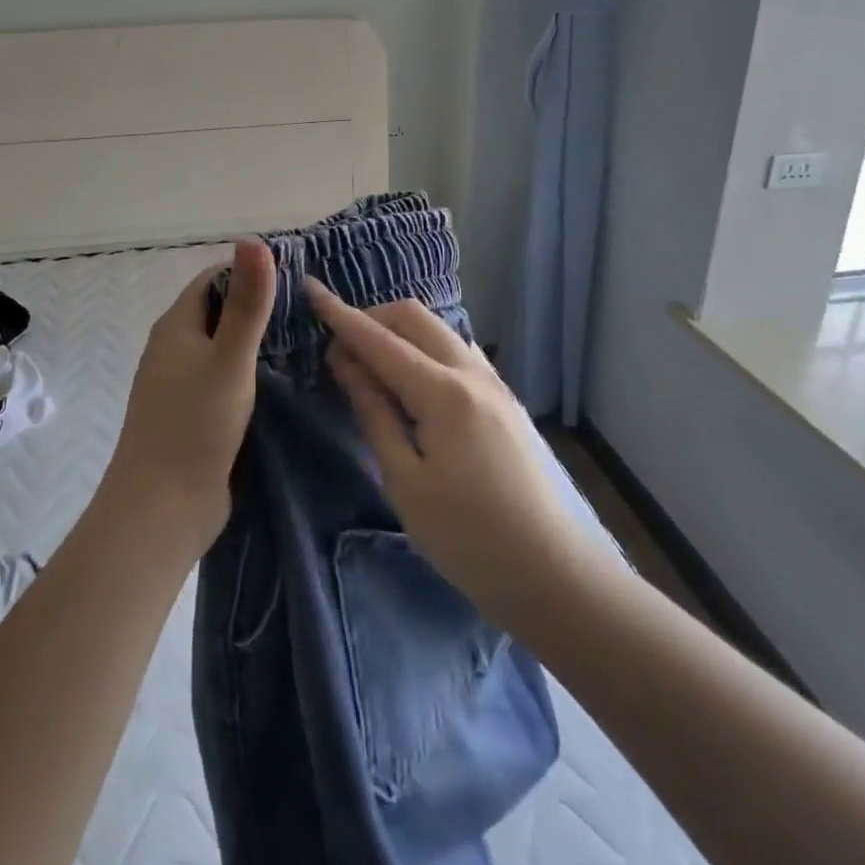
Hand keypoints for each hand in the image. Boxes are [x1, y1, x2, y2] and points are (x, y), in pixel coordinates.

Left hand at [102, 240, 276, 549]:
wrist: (161, 511)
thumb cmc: (194, 426)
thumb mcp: (229, 358)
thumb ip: (247, 303)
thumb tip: (252, 239)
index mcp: (175, 326)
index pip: (213, 279)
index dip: (249, 271)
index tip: (295, 276)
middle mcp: (174, 349)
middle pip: (218, 312)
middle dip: (258, 306)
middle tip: (310, 310)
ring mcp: (181, 385)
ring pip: (223, 348)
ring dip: (256, 342)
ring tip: (307, 341)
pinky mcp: (193, 416)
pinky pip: (225, 380)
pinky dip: (251, 374)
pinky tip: (283, 382)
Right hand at [305, 281, 580, 631]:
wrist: (556, 576)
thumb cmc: (469, 539)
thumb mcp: (405, 481)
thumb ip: (374, 412)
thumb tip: (344, 361)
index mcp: (443, 392)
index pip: (379, 339)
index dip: (340, 314)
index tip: (309, 289)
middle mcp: (471, 373)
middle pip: (413, 317)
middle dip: (371, 318)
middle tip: (340, 349)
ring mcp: (494, 383)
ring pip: (437, 329)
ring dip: (399, 331)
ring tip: (371, 365)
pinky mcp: (504, 399)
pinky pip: (456, 351)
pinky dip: (424, 349)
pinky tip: (412, 381)